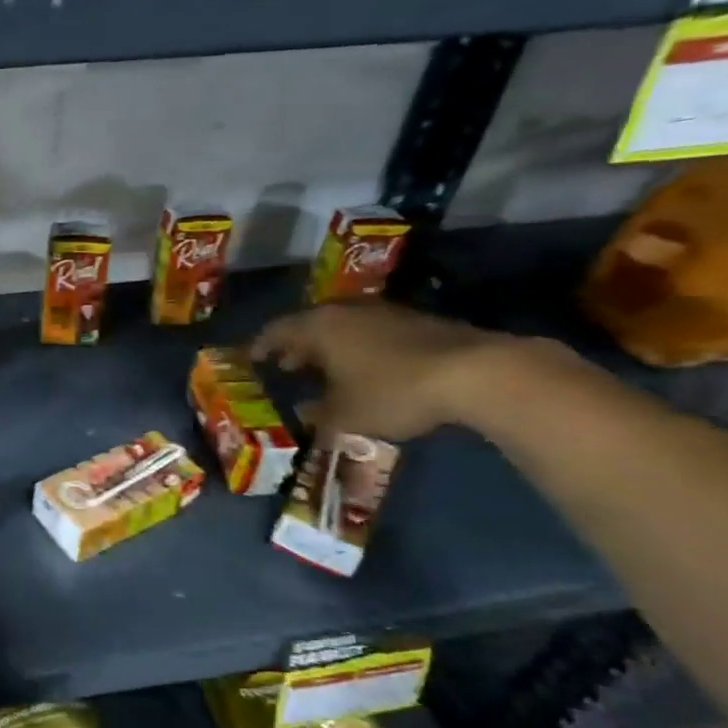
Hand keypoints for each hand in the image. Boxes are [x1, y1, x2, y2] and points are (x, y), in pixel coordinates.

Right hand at [250, 302, 519, 440]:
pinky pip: (371, 332)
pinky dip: (359, 348)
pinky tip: (366, 369)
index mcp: (318, 328)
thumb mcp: (346, 415)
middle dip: (297, 346)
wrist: (475, 372)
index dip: (262, 346)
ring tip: (326, 369)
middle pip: (309, 325)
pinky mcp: (416, 322)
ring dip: (330, 347)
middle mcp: (344, 312)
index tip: (252, 359)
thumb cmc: (392, 390)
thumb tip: (304, 414)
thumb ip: (319, 415)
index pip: (276, 331)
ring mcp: (382, 313)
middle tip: (288, 367)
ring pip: (342, 327)